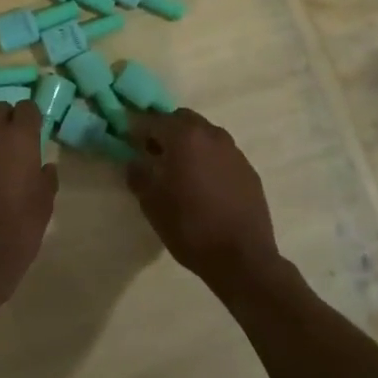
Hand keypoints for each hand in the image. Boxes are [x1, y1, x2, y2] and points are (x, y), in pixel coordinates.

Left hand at [0, 101, 57, 301]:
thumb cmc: (19, 226)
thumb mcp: (45, 203)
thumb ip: (46, 178)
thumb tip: (45, 166)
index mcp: (19, 138)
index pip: (26, 108)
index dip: (32, 118)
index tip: (37, 133)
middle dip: (9, 122)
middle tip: (18, 146)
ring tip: (0, 168)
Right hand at [127, 109, 279, 292]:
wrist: (242, 258)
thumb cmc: (190, 226)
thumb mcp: (151, 203)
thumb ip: (138, 174)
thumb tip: (135, 160)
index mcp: (184, 136)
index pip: (153, 120)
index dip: (137, 129)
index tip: (128, 142)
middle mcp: (211, 134)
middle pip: (182, 120)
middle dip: (166, 131)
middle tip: (155, 155)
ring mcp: (234, 151)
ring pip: (205, 135)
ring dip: (190, 145)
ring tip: (181, 172)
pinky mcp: (249, 170)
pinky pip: (222, 154)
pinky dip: (209, 160)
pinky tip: (205, 187)